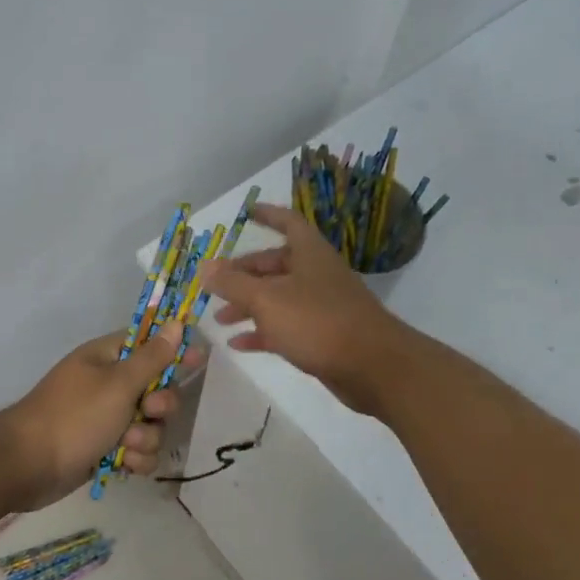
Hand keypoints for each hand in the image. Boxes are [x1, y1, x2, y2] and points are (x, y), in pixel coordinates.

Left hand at [0, 325, 199, 510]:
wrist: (27, 466)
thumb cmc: (73, 416)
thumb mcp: (117, 384)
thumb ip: (152, 357)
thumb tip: (176, 323)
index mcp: (107, 358)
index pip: (149, 345)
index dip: (174, 351)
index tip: (198, 359)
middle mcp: (108, 385)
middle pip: (157, 390)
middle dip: (159, 407)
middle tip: (148, 413)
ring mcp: (106, 419)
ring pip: (150, 426)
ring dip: (145, 439)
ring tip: (124, 447)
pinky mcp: (105, 449)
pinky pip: (137, 451)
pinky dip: (134, 459)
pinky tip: (122, 465)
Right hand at [199, 204, 420, 415]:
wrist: (373, 367)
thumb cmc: (318, 322)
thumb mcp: (267, 300)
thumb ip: (233, 284)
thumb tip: (205, 268)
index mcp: (309, 253)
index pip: (287, 222)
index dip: (267, 215)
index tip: (246, 213)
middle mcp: (316, 274)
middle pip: (275, 265)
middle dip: (243, 274)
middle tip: (215, 285)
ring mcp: (322, 306)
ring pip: (278, 298)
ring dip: (248, 306)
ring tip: (219, 319)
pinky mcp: (323, 336)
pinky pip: (286, 327)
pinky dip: (262, 332)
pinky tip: (238, 344)